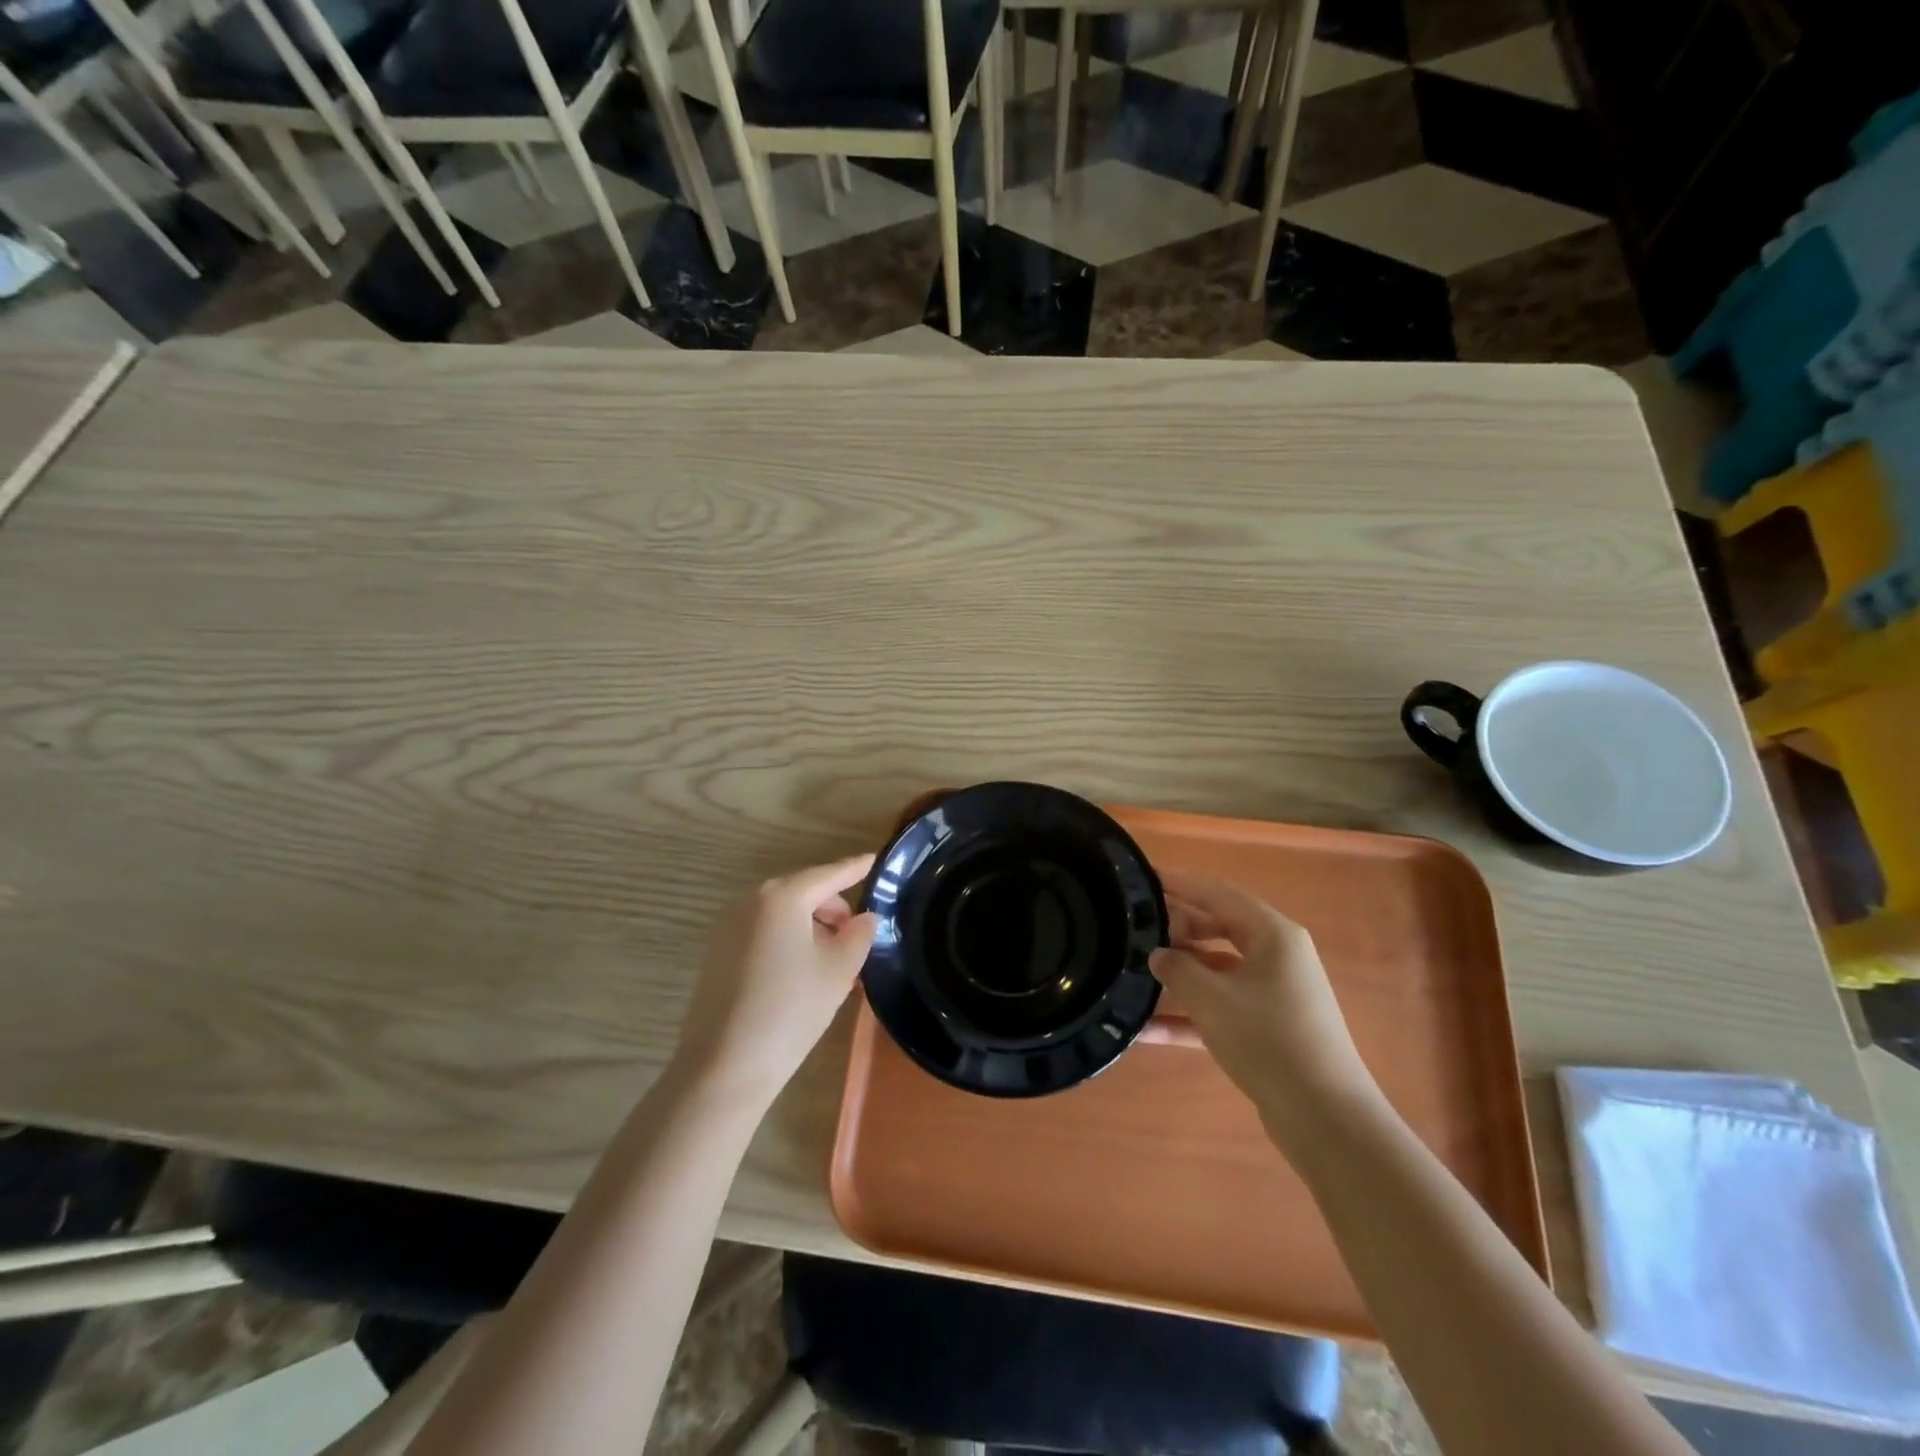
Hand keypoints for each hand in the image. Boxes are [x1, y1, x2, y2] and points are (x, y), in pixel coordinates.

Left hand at [671, 854, 878, 1104]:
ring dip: (811, 928)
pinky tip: (803, 973)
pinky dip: (787, 941)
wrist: (723, 1067)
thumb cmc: (790, 1010)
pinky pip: (763, 933)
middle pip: (803, 892)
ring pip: (782, 915)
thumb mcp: (838, 971)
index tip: (874, 860)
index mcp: (781, 897)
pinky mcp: (717, 952)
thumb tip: (865, 918)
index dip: (854, 868)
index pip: (828, 874)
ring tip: (834, 963)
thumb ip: (859, 935)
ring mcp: (728, 926)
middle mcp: (750, 901)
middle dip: (833, 909)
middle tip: (858, 937)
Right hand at [1150, 869, 1379, 1139]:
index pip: (1219, 893)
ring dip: (1178, 976)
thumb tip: (1158, 955)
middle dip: (1176, 931)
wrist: (1325, 1118)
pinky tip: (1147, 1030)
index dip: (1181, 883)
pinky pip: (1221, 1008)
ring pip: (1216, 971)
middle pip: (1217, 928)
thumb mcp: (1211, 999)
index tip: (1144, 878)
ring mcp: (1274, 994)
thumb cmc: (1268, 1040)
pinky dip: (1190, 1015)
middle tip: (1133, 932)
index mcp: (1273, 934)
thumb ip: (1177, 968)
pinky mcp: (1267, 1029)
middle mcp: (1277, 956)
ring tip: (1132, 976)